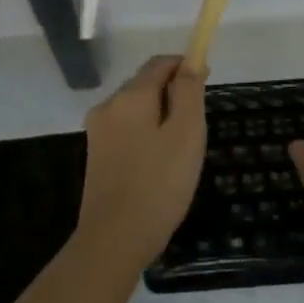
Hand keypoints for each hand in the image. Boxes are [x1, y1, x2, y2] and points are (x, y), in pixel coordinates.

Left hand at [74, 54, 207, 273]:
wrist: (115, 239)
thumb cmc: (159, 184)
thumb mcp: (186, 133)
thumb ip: (189, 93)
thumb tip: (190, 63)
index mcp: (130, 96)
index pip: (160, 63)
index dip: (185, 66)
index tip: (207, 81)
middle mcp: (108, 106)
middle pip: (145, 84)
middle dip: (173, 93)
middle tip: (198, 125)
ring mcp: (98, 131)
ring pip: (136, 109)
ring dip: (161, 115)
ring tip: (182, 148)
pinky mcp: (96, 155)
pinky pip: (127, 130)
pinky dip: (147, 134)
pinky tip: (159, 163)